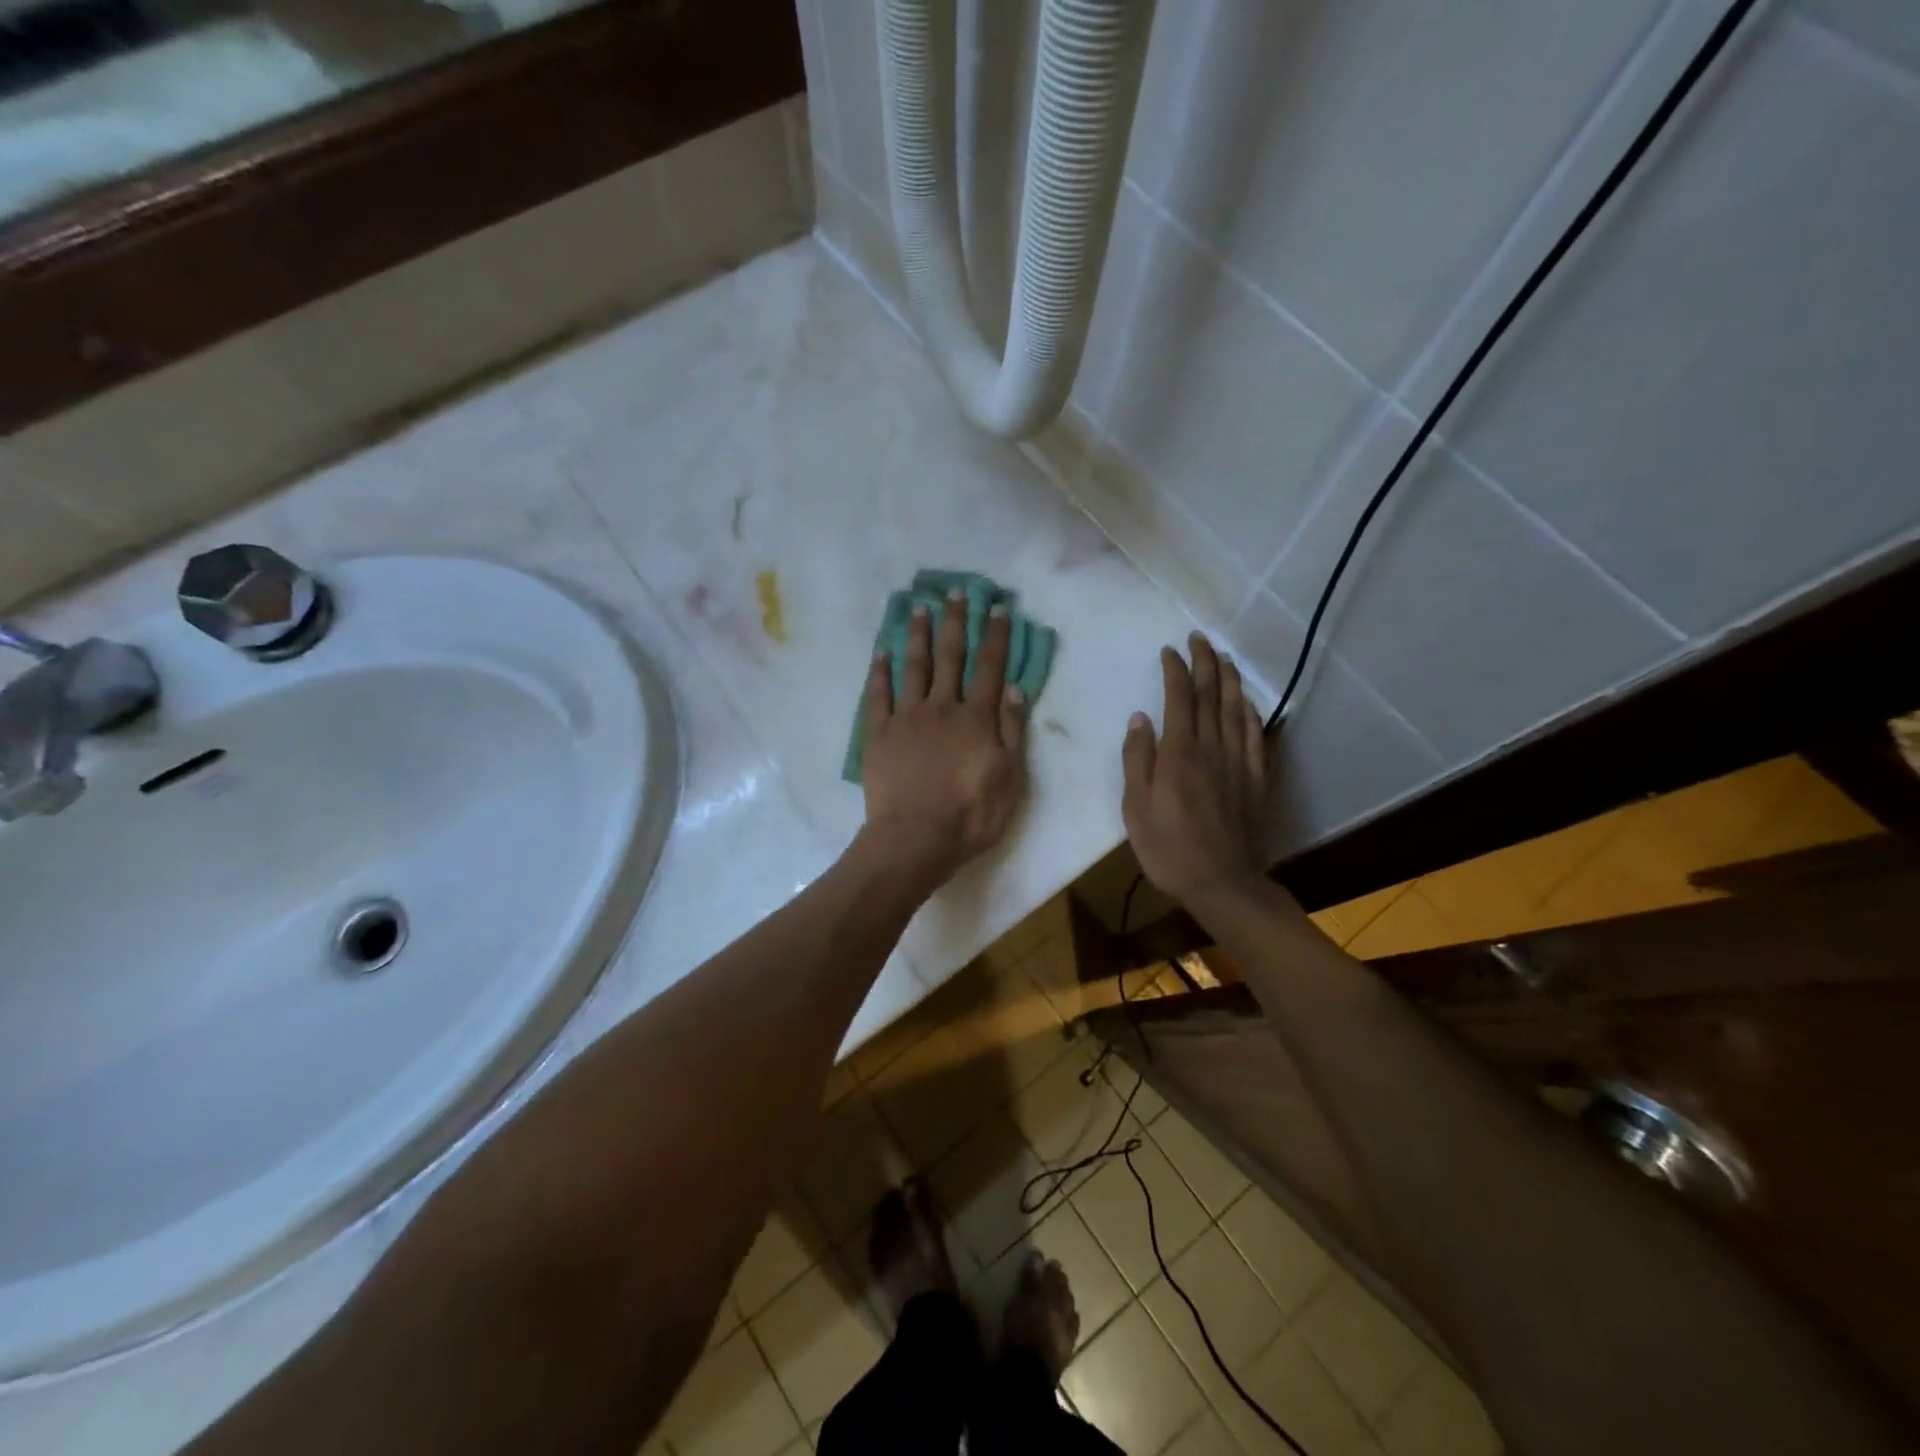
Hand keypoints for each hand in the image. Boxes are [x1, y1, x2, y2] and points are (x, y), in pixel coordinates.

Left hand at [860, 588, 1029, 886]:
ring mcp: (906, 718)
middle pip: (950, 657)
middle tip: (955, 591)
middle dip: (955, 621)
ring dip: (917, 635)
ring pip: (914, 666)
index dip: (995, 636)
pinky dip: (880, 671)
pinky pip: (878, 695)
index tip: (997, 607)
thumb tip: (1012, 688)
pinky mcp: (879, 733)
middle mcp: (942, 707)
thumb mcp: (1010, 779)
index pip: (989, 667)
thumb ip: (1011, 731)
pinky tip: (881, 651)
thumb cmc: (970, 815)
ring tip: (919, 606)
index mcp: (976, 718)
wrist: (914, 839)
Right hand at [1122, 633, 1268, 905]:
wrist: (1222, 883)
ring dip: (1229, 680)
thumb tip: (1140, 719)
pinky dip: (1251, 713)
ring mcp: (1238, 763)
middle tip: (1199, 639)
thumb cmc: (1168, 849)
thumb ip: (1137, 760)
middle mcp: (1212, 749)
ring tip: (1224, 658)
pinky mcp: (1255, 780)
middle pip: (1211, 697)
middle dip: (1205, 663)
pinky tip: (1247, 702)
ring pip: (1236, 710)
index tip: (1169, 650)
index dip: (1175, 671)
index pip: (1179, 699)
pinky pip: (1256, 737)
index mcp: (1179, 755)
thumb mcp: (1135, 808)